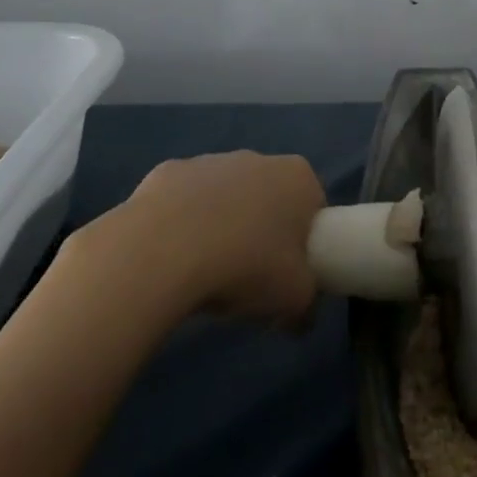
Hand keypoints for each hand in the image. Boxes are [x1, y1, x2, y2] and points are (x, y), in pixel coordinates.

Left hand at [115, 152, 326, 324]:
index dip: (304, 241)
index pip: (313, 206)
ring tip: (204, 272)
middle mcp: (257, 158)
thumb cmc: (246, 266)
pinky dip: (179, 224)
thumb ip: (307, 306)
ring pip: (223, 197)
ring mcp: (209, 161)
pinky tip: (170, 258)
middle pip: (268, 197)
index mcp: (298, 177)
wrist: (163, 252)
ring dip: (220, 225)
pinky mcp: (167, 172)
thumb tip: (301, 318)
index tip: (289, 273)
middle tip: (250, 275)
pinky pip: (182, 202)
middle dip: (261, 230)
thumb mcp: (294, 299)